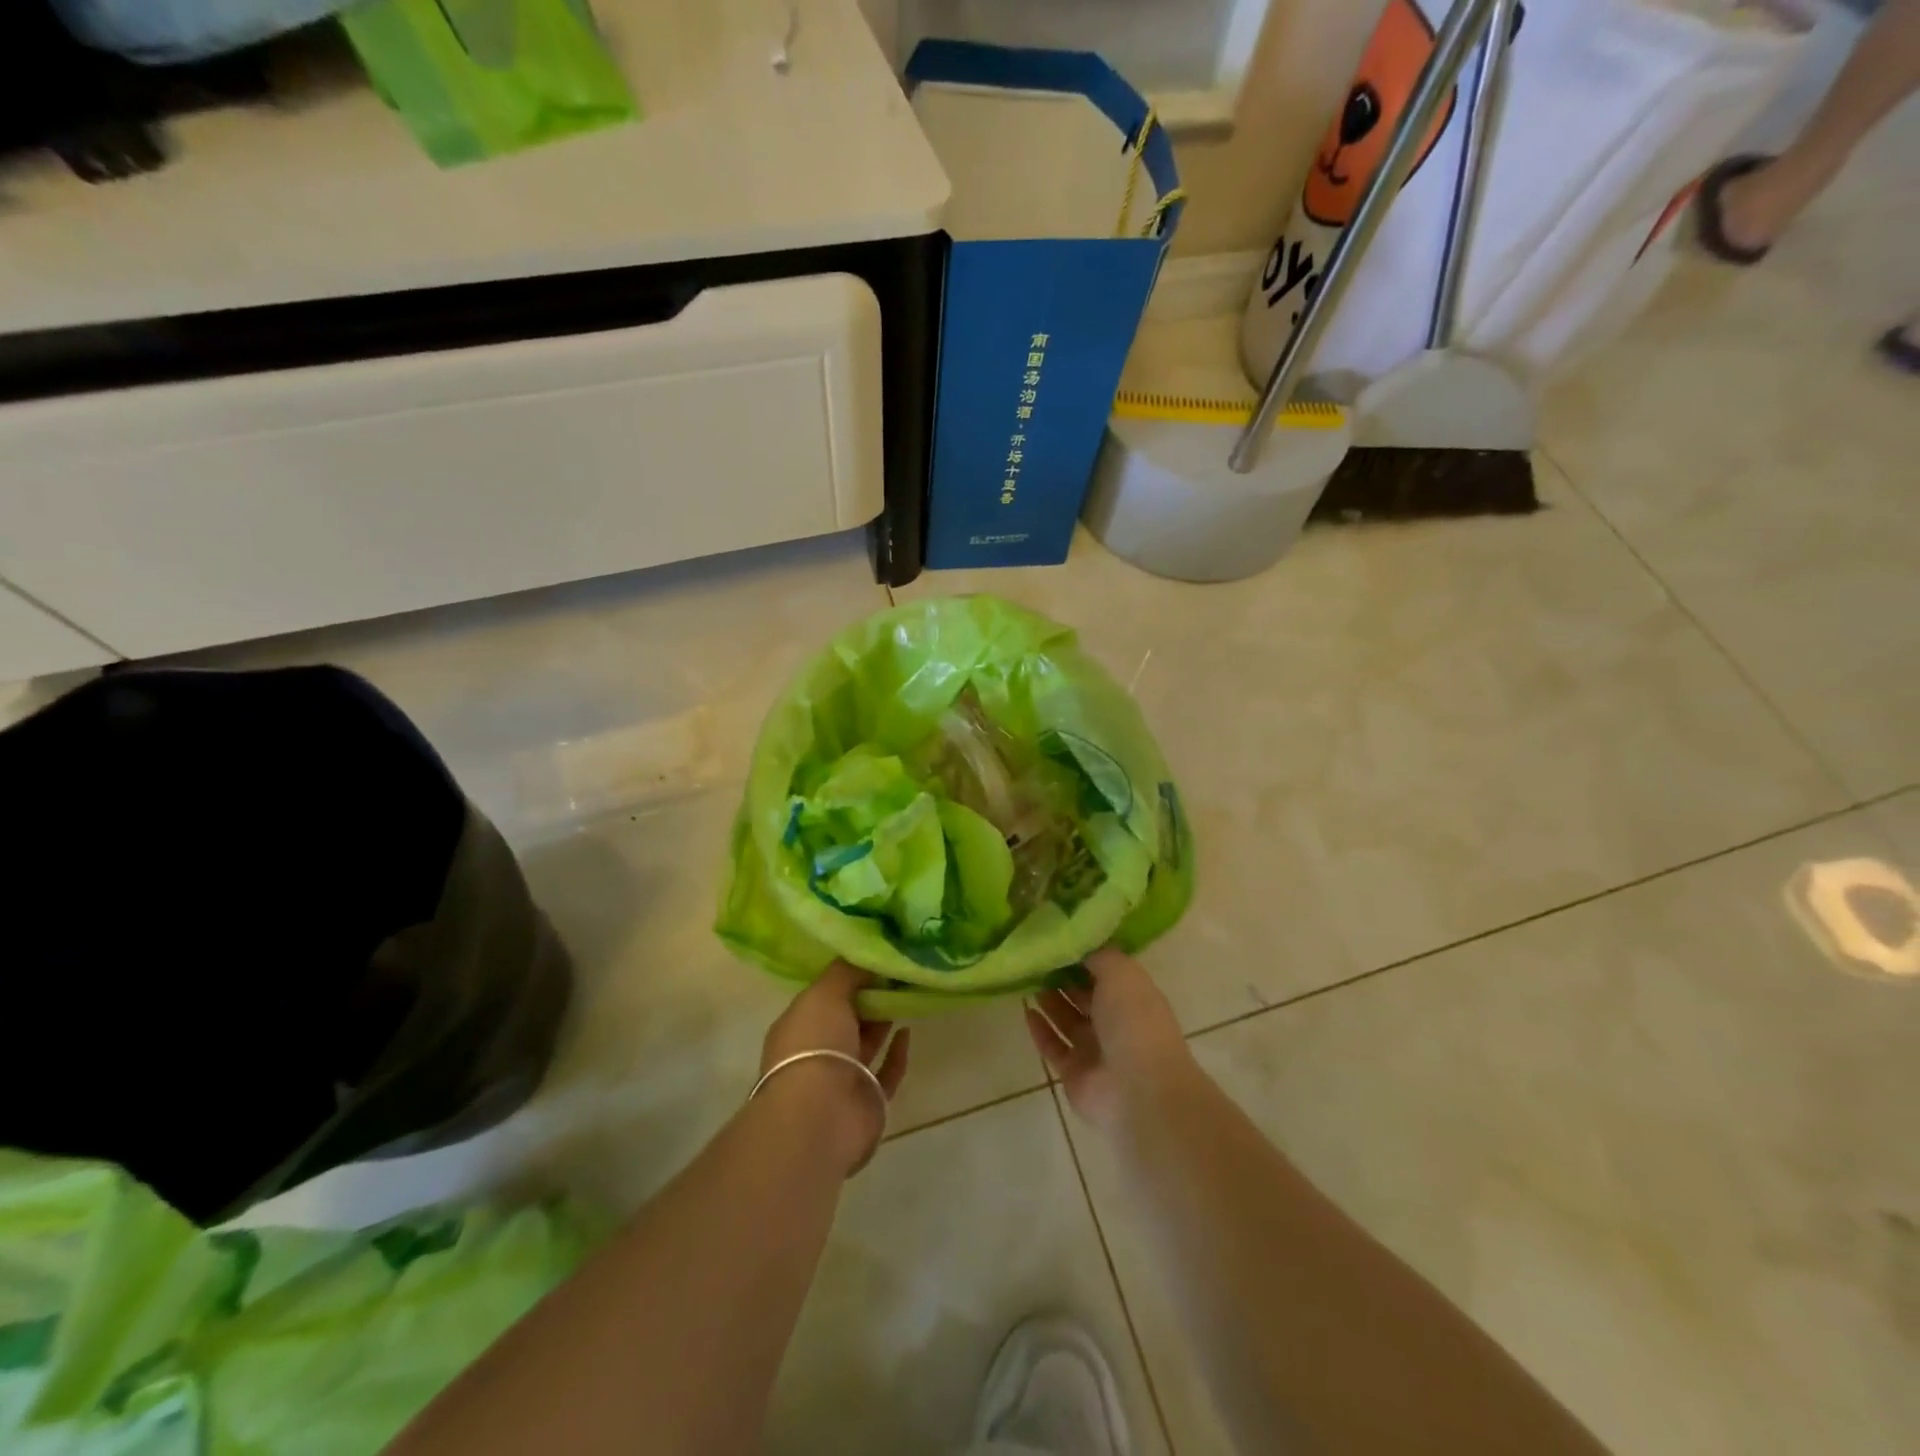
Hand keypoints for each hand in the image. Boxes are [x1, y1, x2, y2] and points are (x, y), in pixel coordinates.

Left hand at [758, 961, 910, 1175]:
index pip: (823, 995)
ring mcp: (842, 1078)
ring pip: (866, 1042)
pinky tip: (909, 1030)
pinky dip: (897, 1052)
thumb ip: (847, 971)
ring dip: (884, 1020)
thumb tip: (867, 952)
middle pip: (846, 1018)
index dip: (848, 977)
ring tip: (908, 993)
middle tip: (898, 972)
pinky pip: (886, 1071)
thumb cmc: (815, 1044)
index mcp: (798, 1025)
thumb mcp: (826, 992)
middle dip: (869, 996)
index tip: (875, 956)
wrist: (821, 1115)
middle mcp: (817, 1051)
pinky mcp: (868, 1100)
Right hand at [1025, 946, 1195, 1130]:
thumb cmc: (1134, 1022)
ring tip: (1026, 978)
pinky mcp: (1074, 1073)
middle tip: (1034, 957)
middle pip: (1083, 995)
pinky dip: (1040, 1029)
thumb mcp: (1121, 973)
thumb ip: (1099, 955)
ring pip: (1067, 1019)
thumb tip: (1079, 944)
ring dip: (1049, 1000)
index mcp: (1132, 996)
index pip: (1104, 971)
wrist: (1138, 1090)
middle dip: (1061, 977)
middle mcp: (1115, 1021)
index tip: (1056, 938)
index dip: (1082, 956)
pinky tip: (1026, 1010)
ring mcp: (1095, 1049)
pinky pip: (1053, 1046)